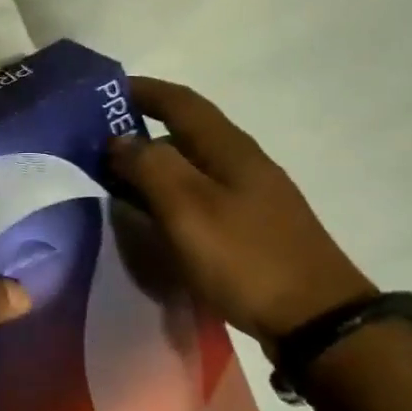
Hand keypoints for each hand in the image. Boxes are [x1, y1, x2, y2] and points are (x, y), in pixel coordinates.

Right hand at [108, 77, 374, 347]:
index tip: (103, 93)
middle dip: (140, 134)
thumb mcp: (188, 209)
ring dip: (154, 168)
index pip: (180, 101)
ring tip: (115, 185)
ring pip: (192, 168)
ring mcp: (252, 196)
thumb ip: (150, 167)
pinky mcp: (252, 227)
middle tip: (96, 151)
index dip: (142, 90)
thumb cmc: (246, 257)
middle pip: (185, 134)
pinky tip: (155, 221)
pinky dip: (170, 198)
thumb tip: (120, 140)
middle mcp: (242, 162)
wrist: (316, 319)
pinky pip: (201, 198)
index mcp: (229, 148)